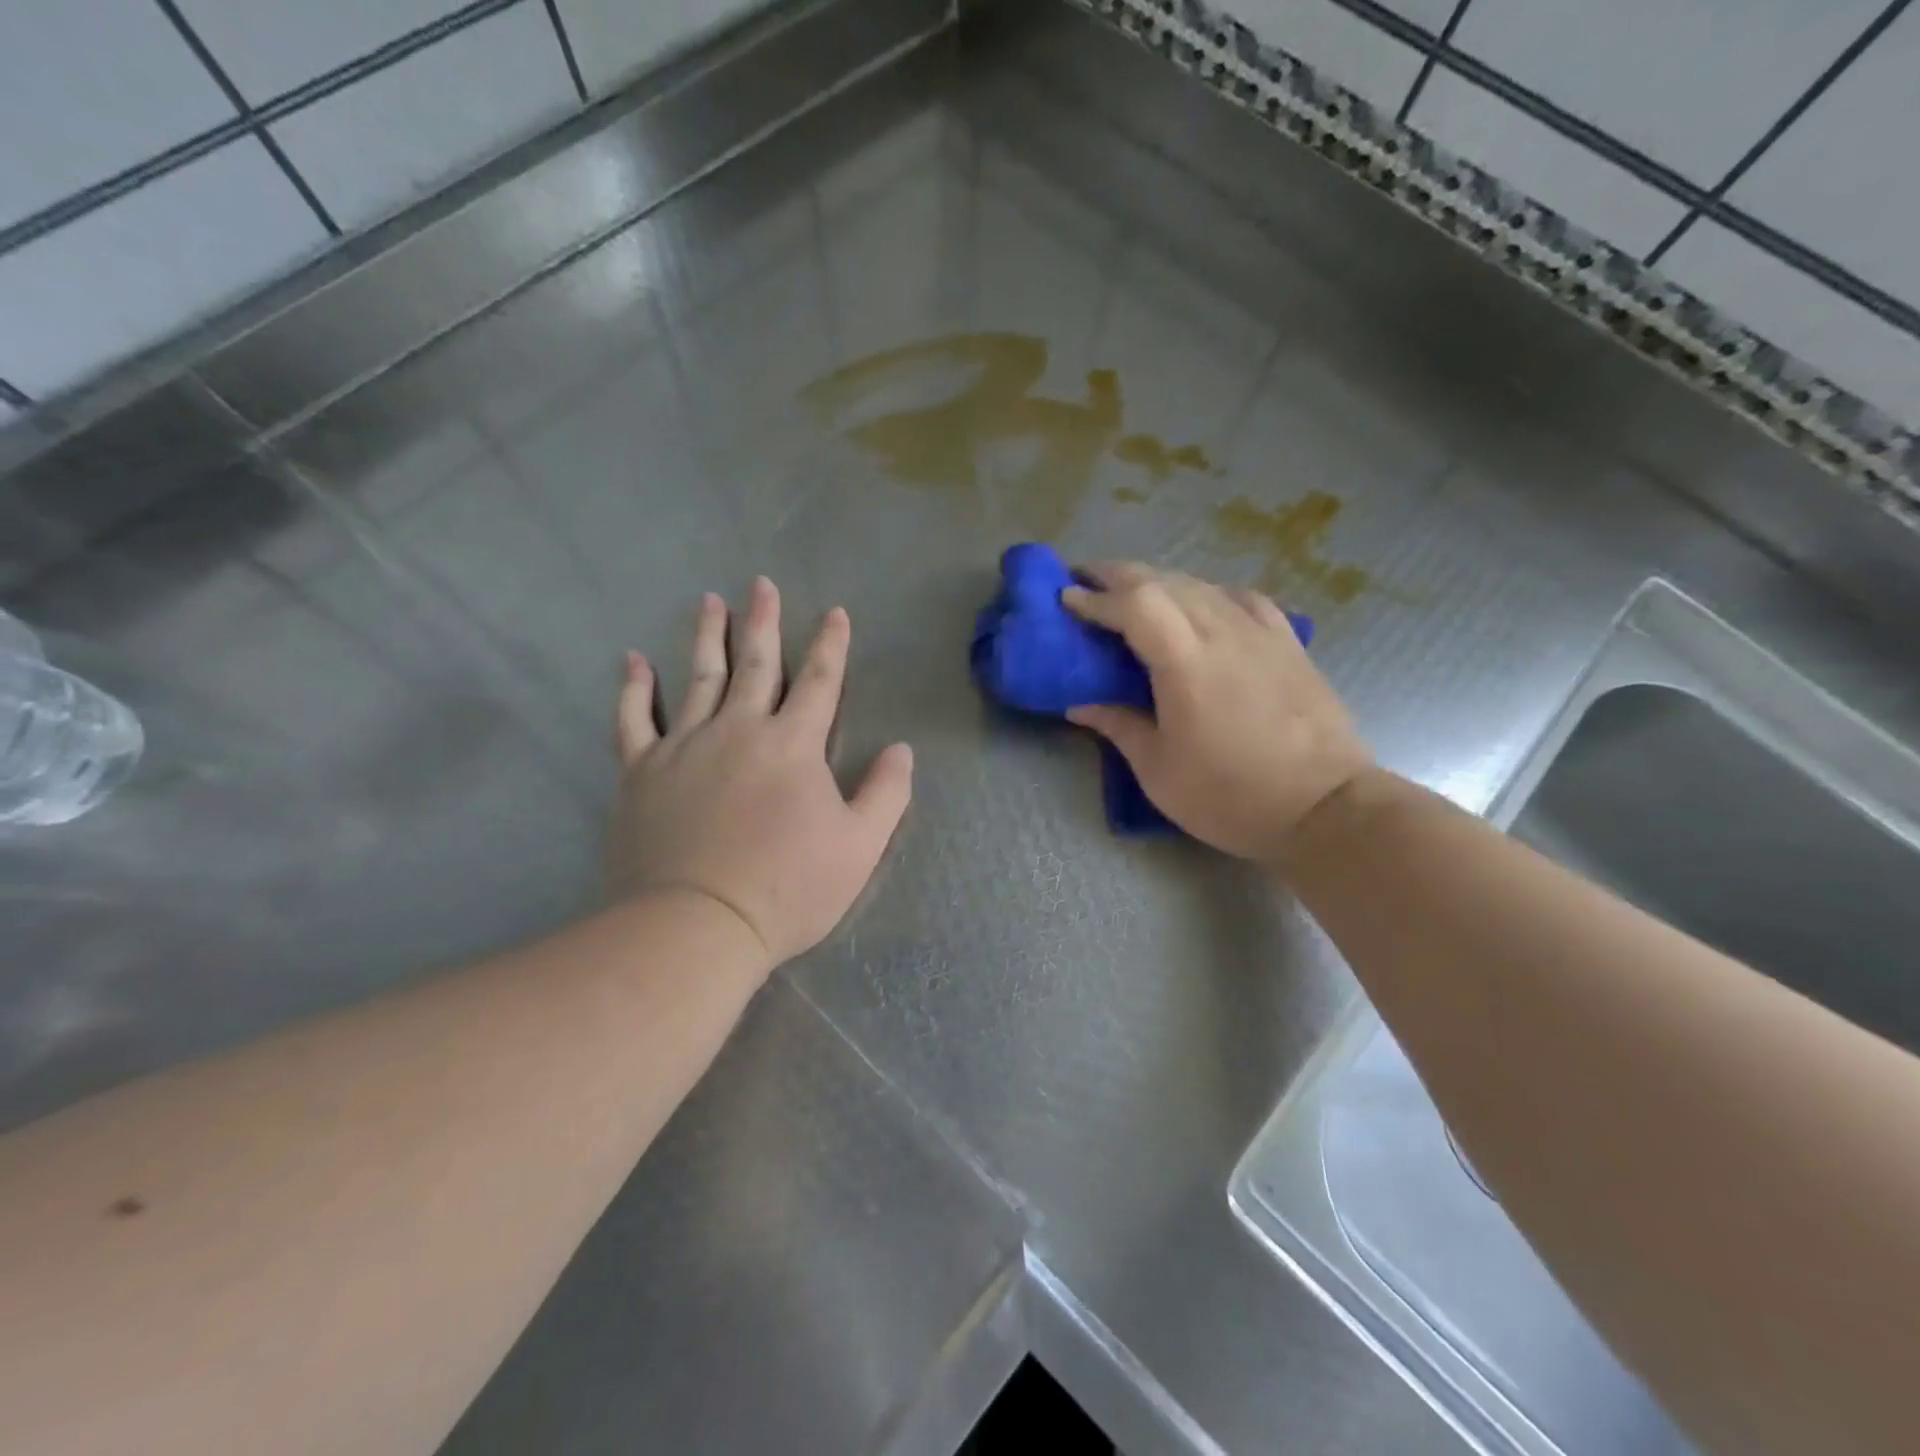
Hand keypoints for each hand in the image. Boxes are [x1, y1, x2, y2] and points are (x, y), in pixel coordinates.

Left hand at [609, 577, 913, 968]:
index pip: (819, 682)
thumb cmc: (787, 889)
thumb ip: (886, 793)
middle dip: (763, 622)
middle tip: (761, 584)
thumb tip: (901, 750)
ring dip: (707, 637)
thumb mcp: (860, 847)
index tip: (834, 613)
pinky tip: (633, 661)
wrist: (696, 925)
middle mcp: (739, 730)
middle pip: (756, 664)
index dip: (830, 645)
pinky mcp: (642, 772)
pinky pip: (635, 720)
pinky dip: (634, 688)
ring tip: (710, 602)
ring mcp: (685, 747)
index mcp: (793, 745)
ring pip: (699, 678)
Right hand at [1062, 562, 1372, 866]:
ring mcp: (1260, 632)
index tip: (1066, 598)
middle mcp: (1222, 631)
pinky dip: (1209, 593)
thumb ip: (1118, 725)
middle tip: (1086, 580)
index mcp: (1185, 661)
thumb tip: (1079, 704)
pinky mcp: (1288, 642)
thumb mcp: (1158, 771)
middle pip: (1164, 581)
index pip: (1133, 605)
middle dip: (1119, 575)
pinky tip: (1204, 605)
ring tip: (1134, 593)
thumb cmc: (1230, 795)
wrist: (1324, 807)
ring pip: (1201, 585)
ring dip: (1159, 581)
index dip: (1095, 597)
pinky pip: (1240, 599)